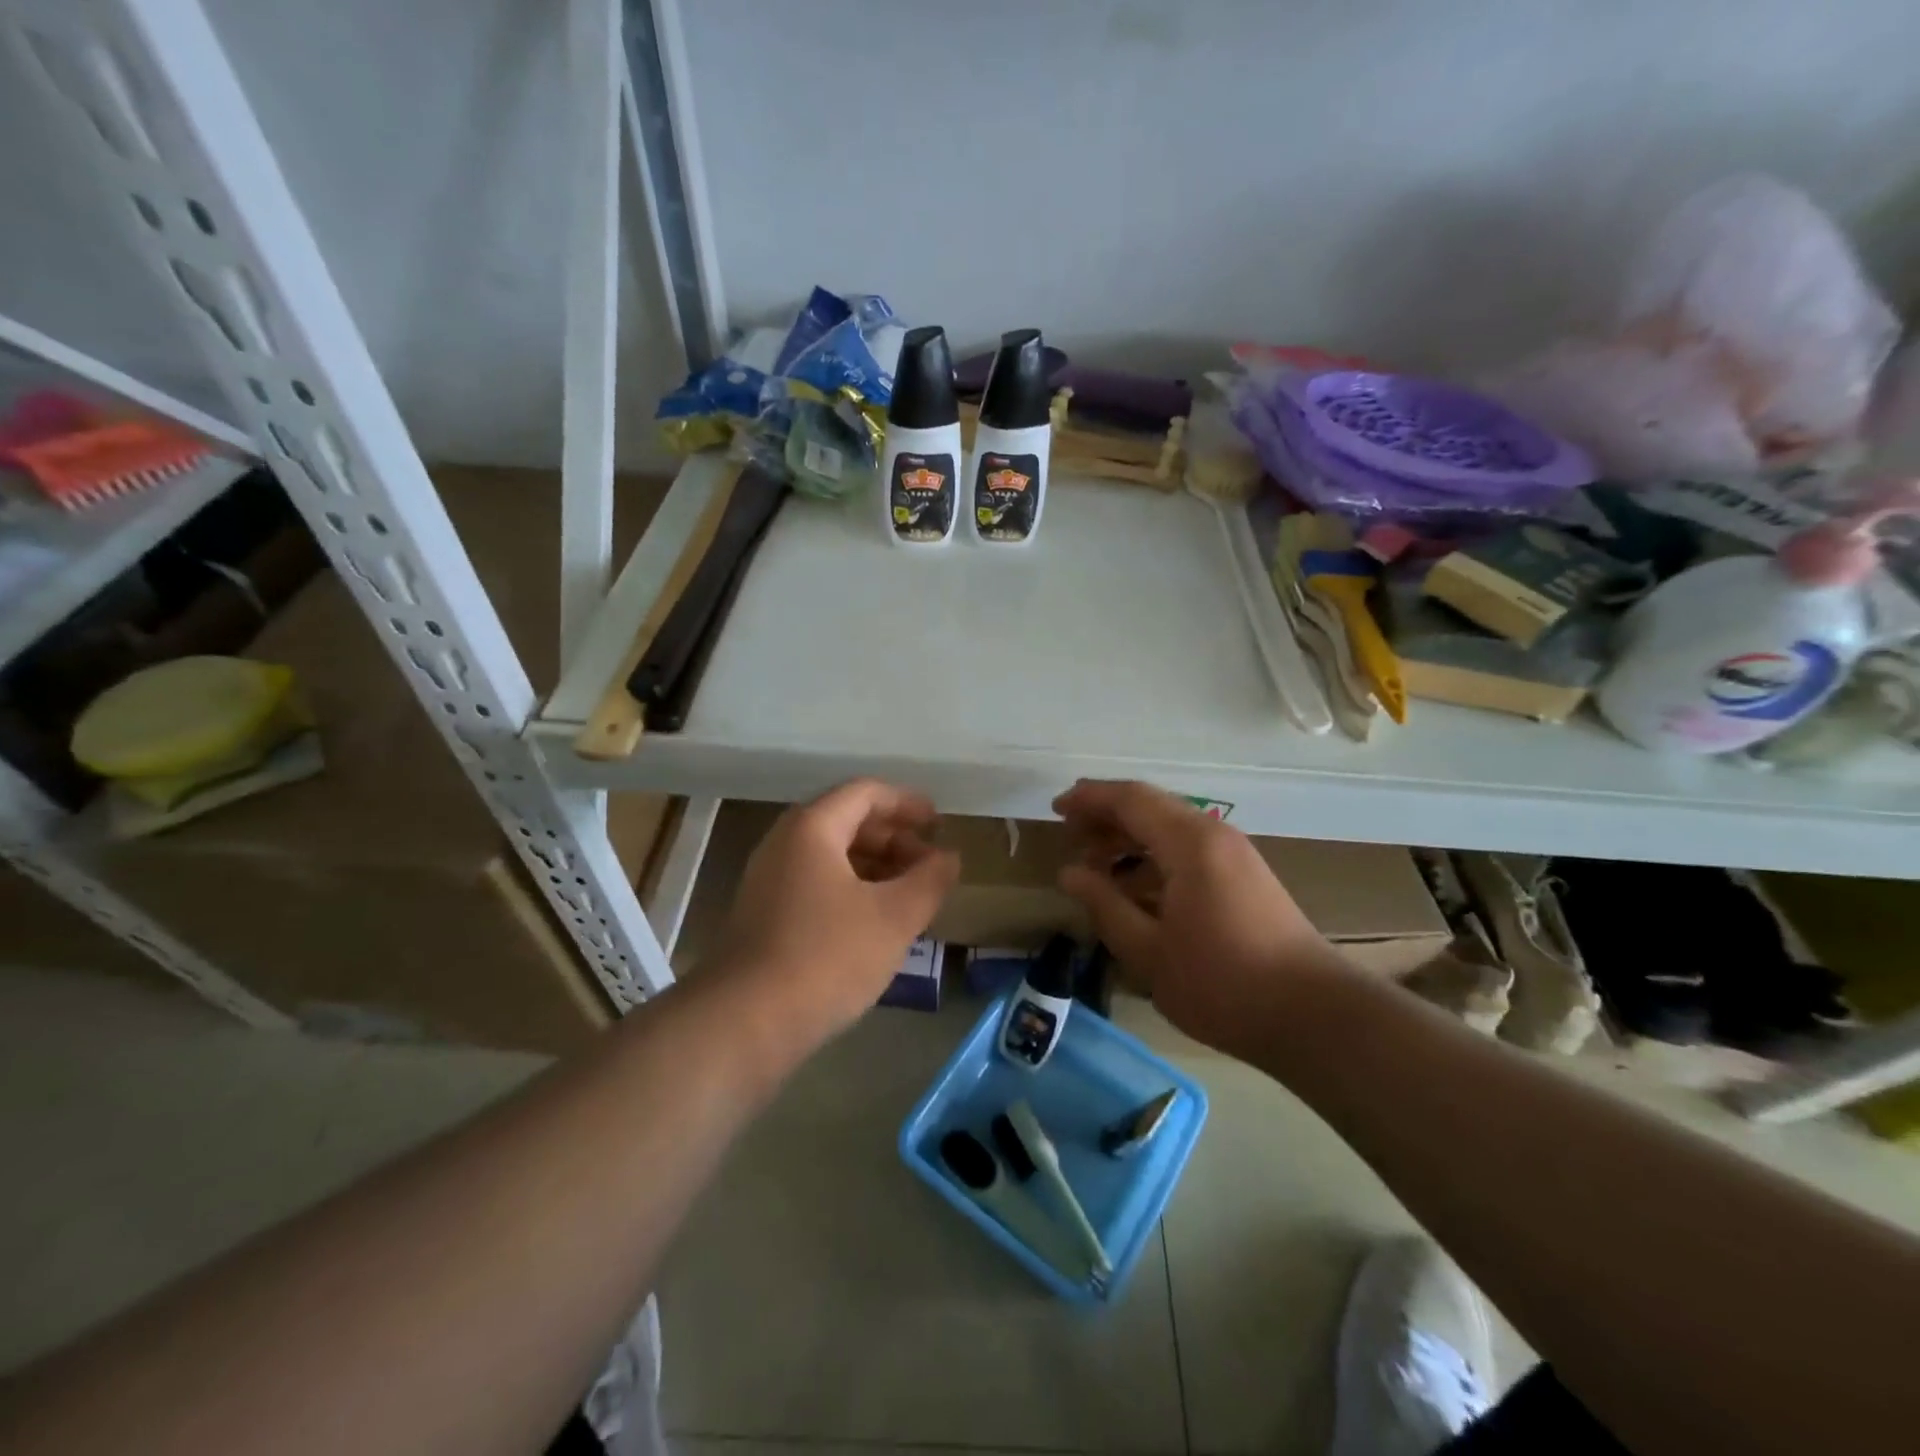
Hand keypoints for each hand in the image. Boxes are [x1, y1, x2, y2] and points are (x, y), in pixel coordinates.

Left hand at [715, 779, 958, 1041]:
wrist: (744, 1023)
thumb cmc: (827, 957)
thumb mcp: (894, 917)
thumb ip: (930, 880)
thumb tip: (949, 856)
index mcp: (812, 828)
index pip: (865, 793)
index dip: (907, 803)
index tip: (939, 823)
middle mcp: (785, 844)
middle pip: (847, 821)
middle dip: (894, 838)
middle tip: (929, 864)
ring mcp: (769, 881)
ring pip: (832, 856)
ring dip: (876, 867)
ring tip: (911, 895)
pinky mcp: (765, 916)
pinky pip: (817, 884)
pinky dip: (853, 889)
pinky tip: (876, 923)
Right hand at [1053, 780, 1343, 1054]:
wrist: (1314, 1015)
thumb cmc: (1222, 984)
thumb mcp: (1148, 951)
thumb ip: (1104, 905)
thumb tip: (1070, 872)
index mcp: (1189, 843)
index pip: (1130, 798)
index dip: (1089, 799)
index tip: (1055, 809)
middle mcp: (1213, 834)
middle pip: (1151, 806)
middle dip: (1106, 815)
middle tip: (1070, 836)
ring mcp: (1234, 853)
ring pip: (1170, 826)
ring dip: (1130, 837)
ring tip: (1096, 864)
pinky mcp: (1245, 875)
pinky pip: (1188, 847)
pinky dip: (1155, 855)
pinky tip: (1136, 887)